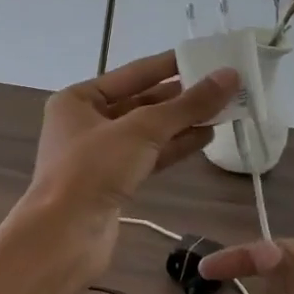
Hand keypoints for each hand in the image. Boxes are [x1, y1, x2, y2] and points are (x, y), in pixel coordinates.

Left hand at [19, 51, 236, 273]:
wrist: (64, 237)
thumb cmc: (93, 170)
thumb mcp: (142, 130)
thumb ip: (187, 105)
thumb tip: (229, 76)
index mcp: (78, 99)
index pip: (132, 73)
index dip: (170, 65)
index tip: (206, 56)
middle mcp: (86, 123)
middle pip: (141, 102)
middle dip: (180, 96)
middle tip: (223, 86)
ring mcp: (99, 156)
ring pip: (147, 132)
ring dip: (182, 122)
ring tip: (222, 110)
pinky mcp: (113, 183)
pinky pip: (149, 156)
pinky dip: (175, 147)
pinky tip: (205, 138)